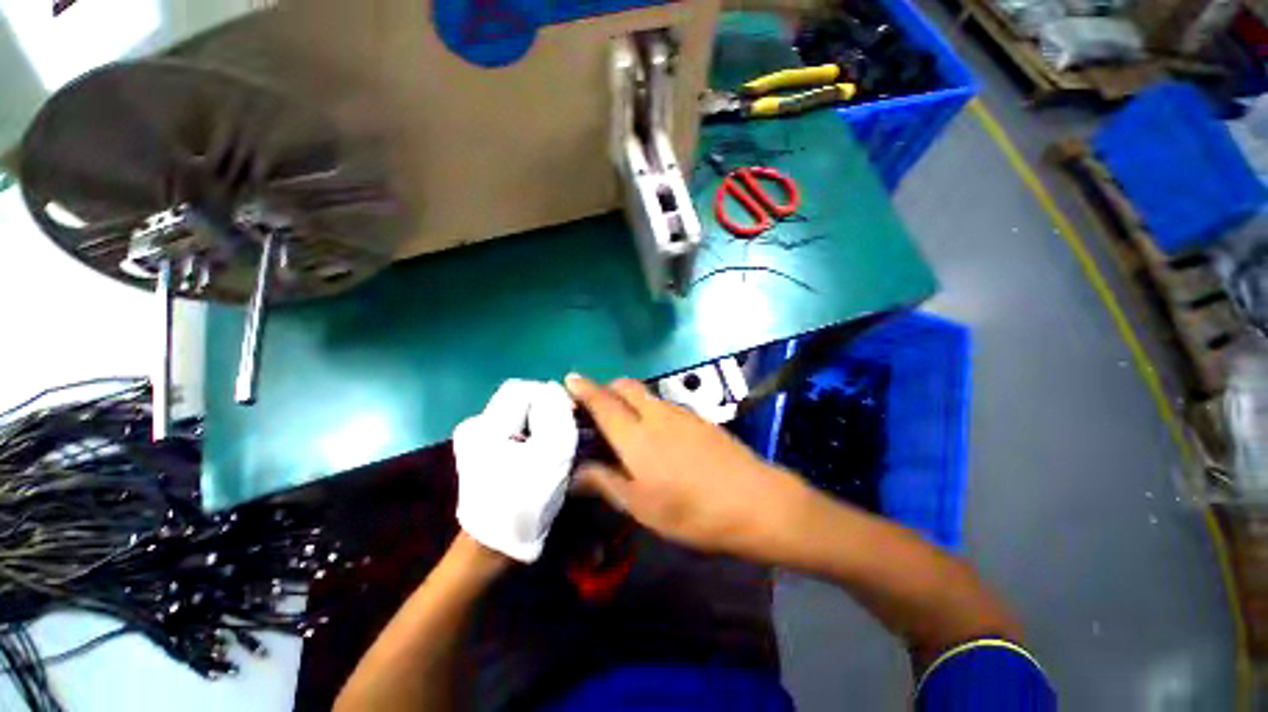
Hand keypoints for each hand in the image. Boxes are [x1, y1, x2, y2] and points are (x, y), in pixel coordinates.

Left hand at [453, 379, 577, 562]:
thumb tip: (557, 390)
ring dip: (548, 426)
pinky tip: (555, 452)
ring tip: (572, 442)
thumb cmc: (524, 499)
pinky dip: (538, 438)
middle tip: (576, 431)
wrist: (494, 549)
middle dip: (552, 412)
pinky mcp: (487, 455)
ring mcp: (480, 441)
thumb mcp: (550, 453)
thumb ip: (557, 413)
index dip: (553, 397)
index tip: (575, 417)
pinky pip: (518, 434)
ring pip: (524, 418)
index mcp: (487, 422)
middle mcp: (479, 425)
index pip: (525, 388)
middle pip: (524, 402)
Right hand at [565, 374, 809, 558]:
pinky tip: (654, 433)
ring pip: (645, 393)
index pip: (603, 401)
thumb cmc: (691, 510)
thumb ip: (605, 483)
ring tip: (622, 423)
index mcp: (636, 435)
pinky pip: (663, 403)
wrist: (754, 501)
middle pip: (625, 386)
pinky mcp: (698, 417)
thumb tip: (576, 472)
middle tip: (596, 408)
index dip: (583, 388)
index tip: (569, 379)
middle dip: (606, 388)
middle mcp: (656, 413)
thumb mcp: (642, 506)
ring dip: (628, 398)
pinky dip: (648, 407)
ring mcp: (680, 412)